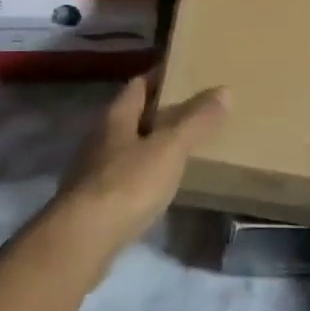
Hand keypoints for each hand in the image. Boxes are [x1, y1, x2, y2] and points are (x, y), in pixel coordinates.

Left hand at [52, 76, 228, 259]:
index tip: (185, 73)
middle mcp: (100, 136)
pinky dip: (143, 173)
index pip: (139, 84)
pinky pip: (124, 176)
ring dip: (150, 143)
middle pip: (131, 115)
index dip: (160, 77)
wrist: (84, 237)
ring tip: (182, 146)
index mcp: (116, 116)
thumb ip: (196, 121)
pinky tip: (161, 184)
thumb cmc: (128, 183)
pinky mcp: (95, 199)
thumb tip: (224, 90)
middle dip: (159, 111)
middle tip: (193, 110)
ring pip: (127, 146)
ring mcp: (93, 169)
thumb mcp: (170, 148)